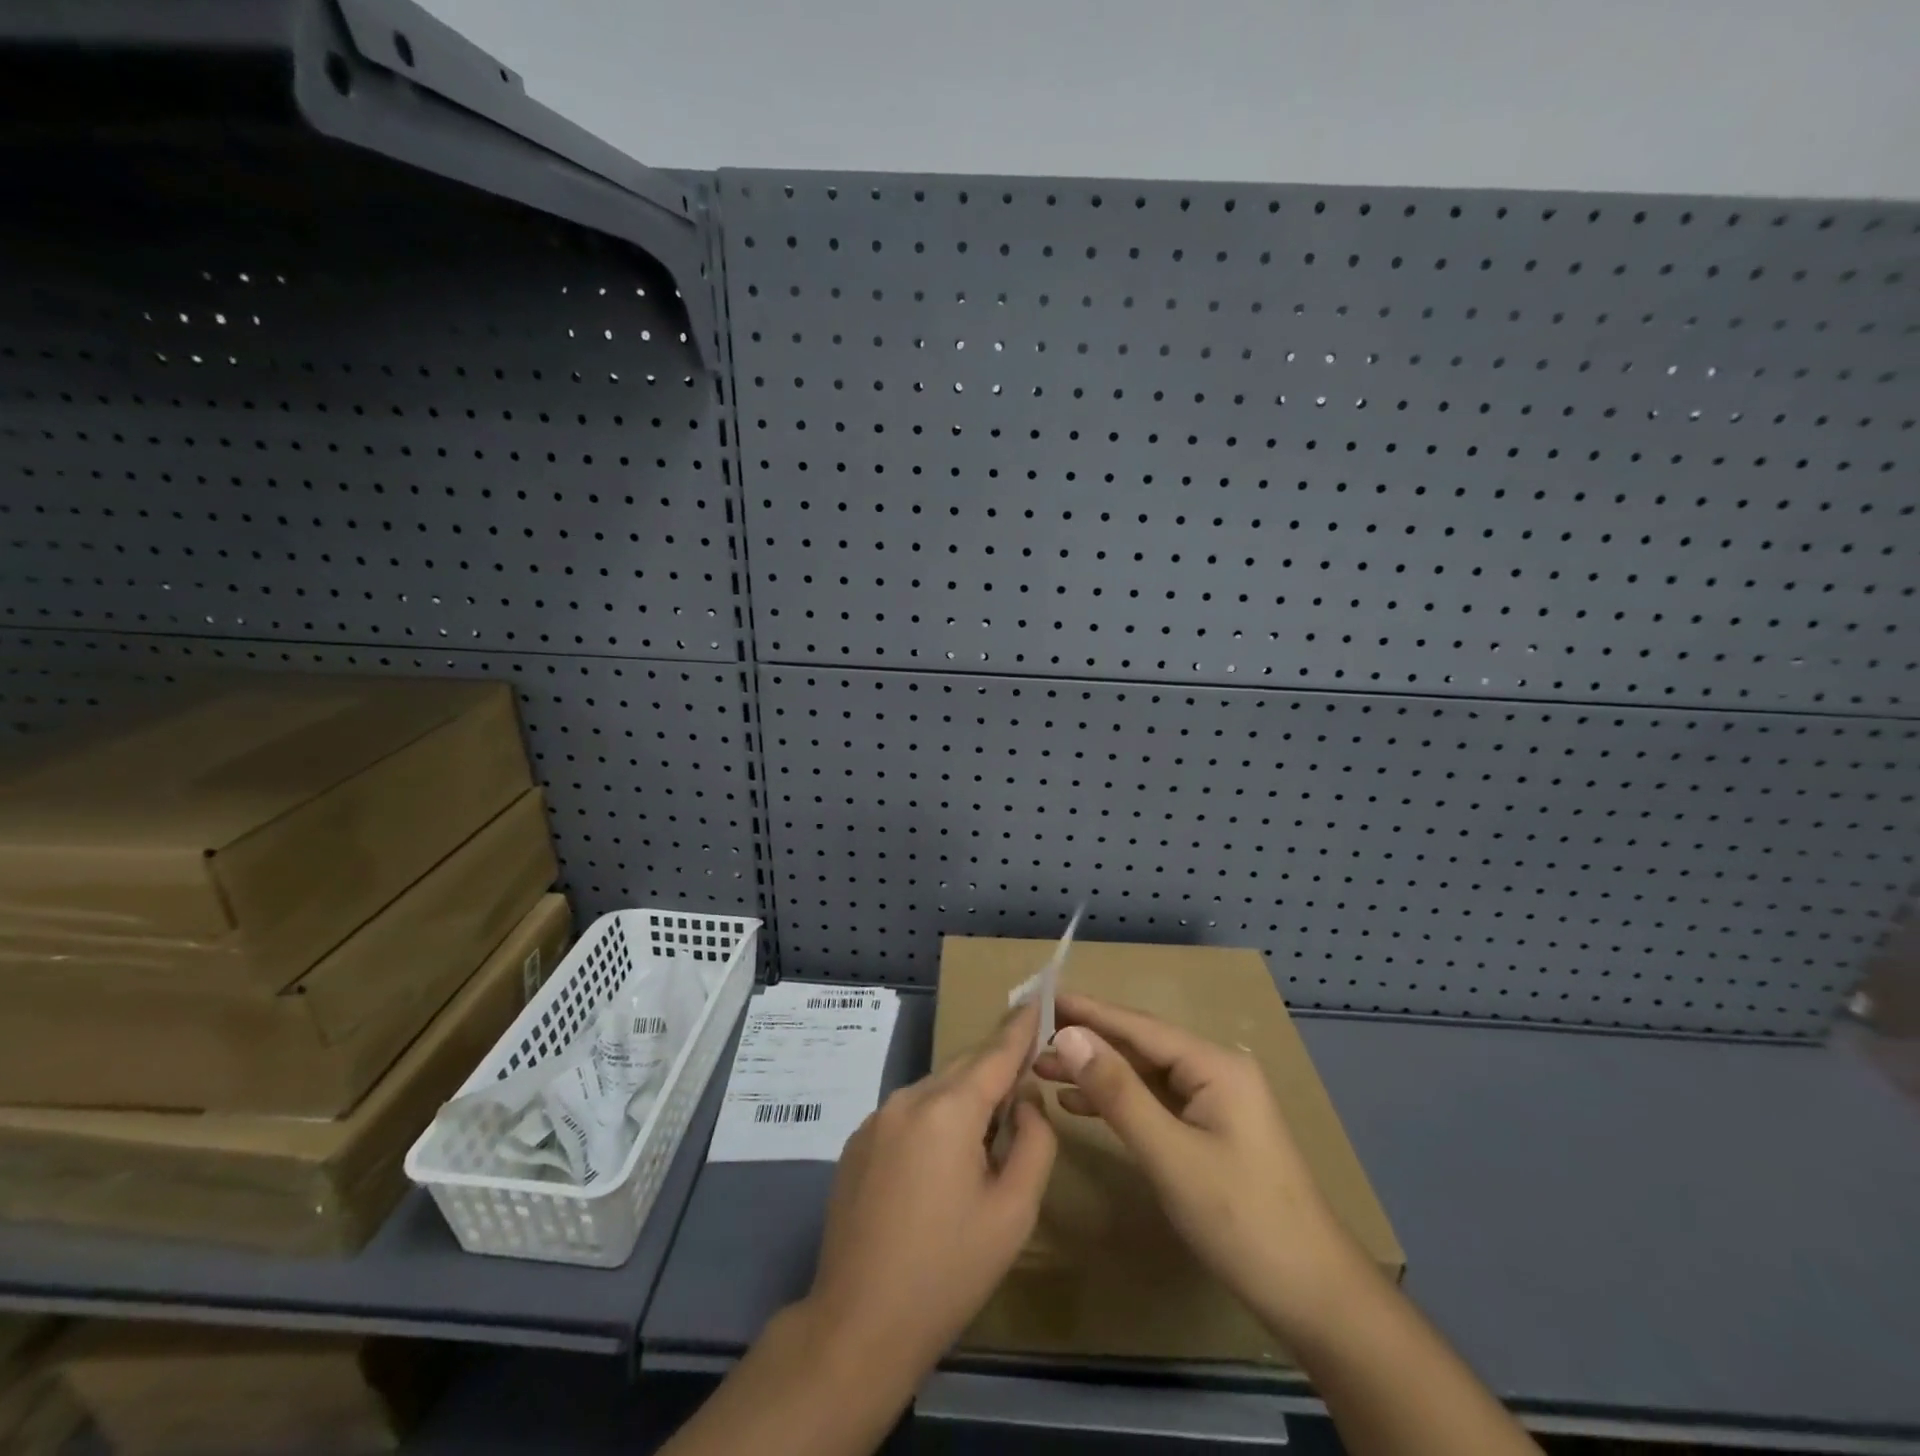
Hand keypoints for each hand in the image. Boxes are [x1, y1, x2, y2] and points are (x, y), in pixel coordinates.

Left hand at [804, 1001, 1057, 1375]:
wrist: (858, 1325)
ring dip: (965, 1102)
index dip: (1021, 1026)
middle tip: (1026, 1091)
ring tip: (984, 1146)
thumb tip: (1025, 1101)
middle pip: (965, 1069)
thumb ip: (1034, 1142)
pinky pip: (910, 1113)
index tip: (1040, 996)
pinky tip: (939, 1169)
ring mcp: (876, 1118)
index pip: (996, 1053)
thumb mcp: (1013, 1212)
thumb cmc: (947, 1272)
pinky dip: (935, 1120)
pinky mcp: (858, 1141)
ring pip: (936, 1090)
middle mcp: (908, 1098)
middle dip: (996, 1072)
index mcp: (948, 1110)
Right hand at [1034, 993, 1366, 1343]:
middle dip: (1086, 1042)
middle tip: (1031, 1041)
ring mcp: (1215, 1101)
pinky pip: (1154, 1101)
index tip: (1041, 998)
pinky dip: (1118, 1100)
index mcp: (1214, 1064)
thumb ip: (1118, 1092)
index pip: (1137, 1025)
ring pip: (1143, 1074)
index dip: (1087, 1011)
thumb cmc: (1242, 1221)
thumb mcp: (1171, 1155)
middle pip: (1139, 1045)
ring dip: (1097, 1072)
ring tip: (1042, 1070)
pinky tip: (1079, 1104)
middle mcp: (1215, 1070)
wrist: (1314, 1297)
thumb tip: (1069, 1035)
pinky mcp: (1210, 1130)